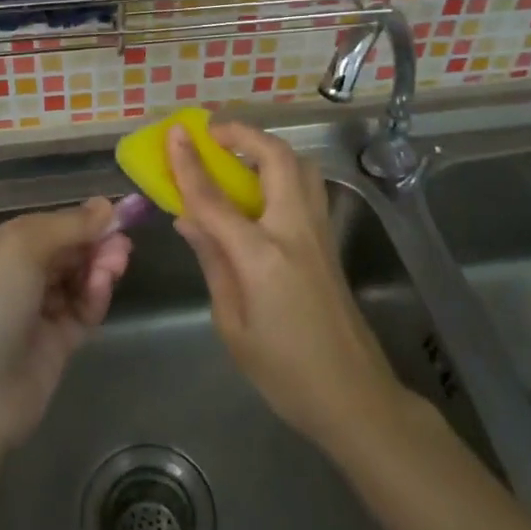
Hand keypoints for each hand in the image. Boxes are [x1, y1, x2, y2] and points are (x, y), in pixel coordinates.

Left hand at [0, 199, 130, 452]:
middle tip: (122, 241)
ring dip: (97, 267)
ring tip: (118, 261)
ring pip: (74, 281)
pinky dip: (94, 297)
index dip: (75, 219)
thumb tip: (105, 205)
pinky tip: (104, 286)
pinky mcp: (52, 349)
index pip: (40, 226)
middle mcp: (7, 281)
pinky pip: (80, 313)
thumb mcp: (18, 250)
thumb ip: (66, 226)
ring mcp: (30, 317)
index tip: (113, 214)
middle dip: (91, 243)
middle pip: (60, 252)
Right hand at [168, 122, 404, 452]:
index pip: (216, 198)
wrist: (355, 397)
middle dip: (244, 134)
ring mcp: (320, 232)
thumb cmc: (284, 372)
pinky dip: (283, 171)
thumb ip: (212, 261)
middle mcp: (296, 231)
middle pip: (276, 158)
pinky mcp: (330, 240)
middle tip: (213, 132)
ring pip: (300, 165)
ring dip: (268, 148)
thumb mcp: (233, 323)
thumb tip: (188, 219)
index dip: (190, 164)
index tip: (175, 133)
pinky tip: (262, 191)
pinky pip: (307, 187)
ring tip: (238, 155)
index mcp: (263, 256)